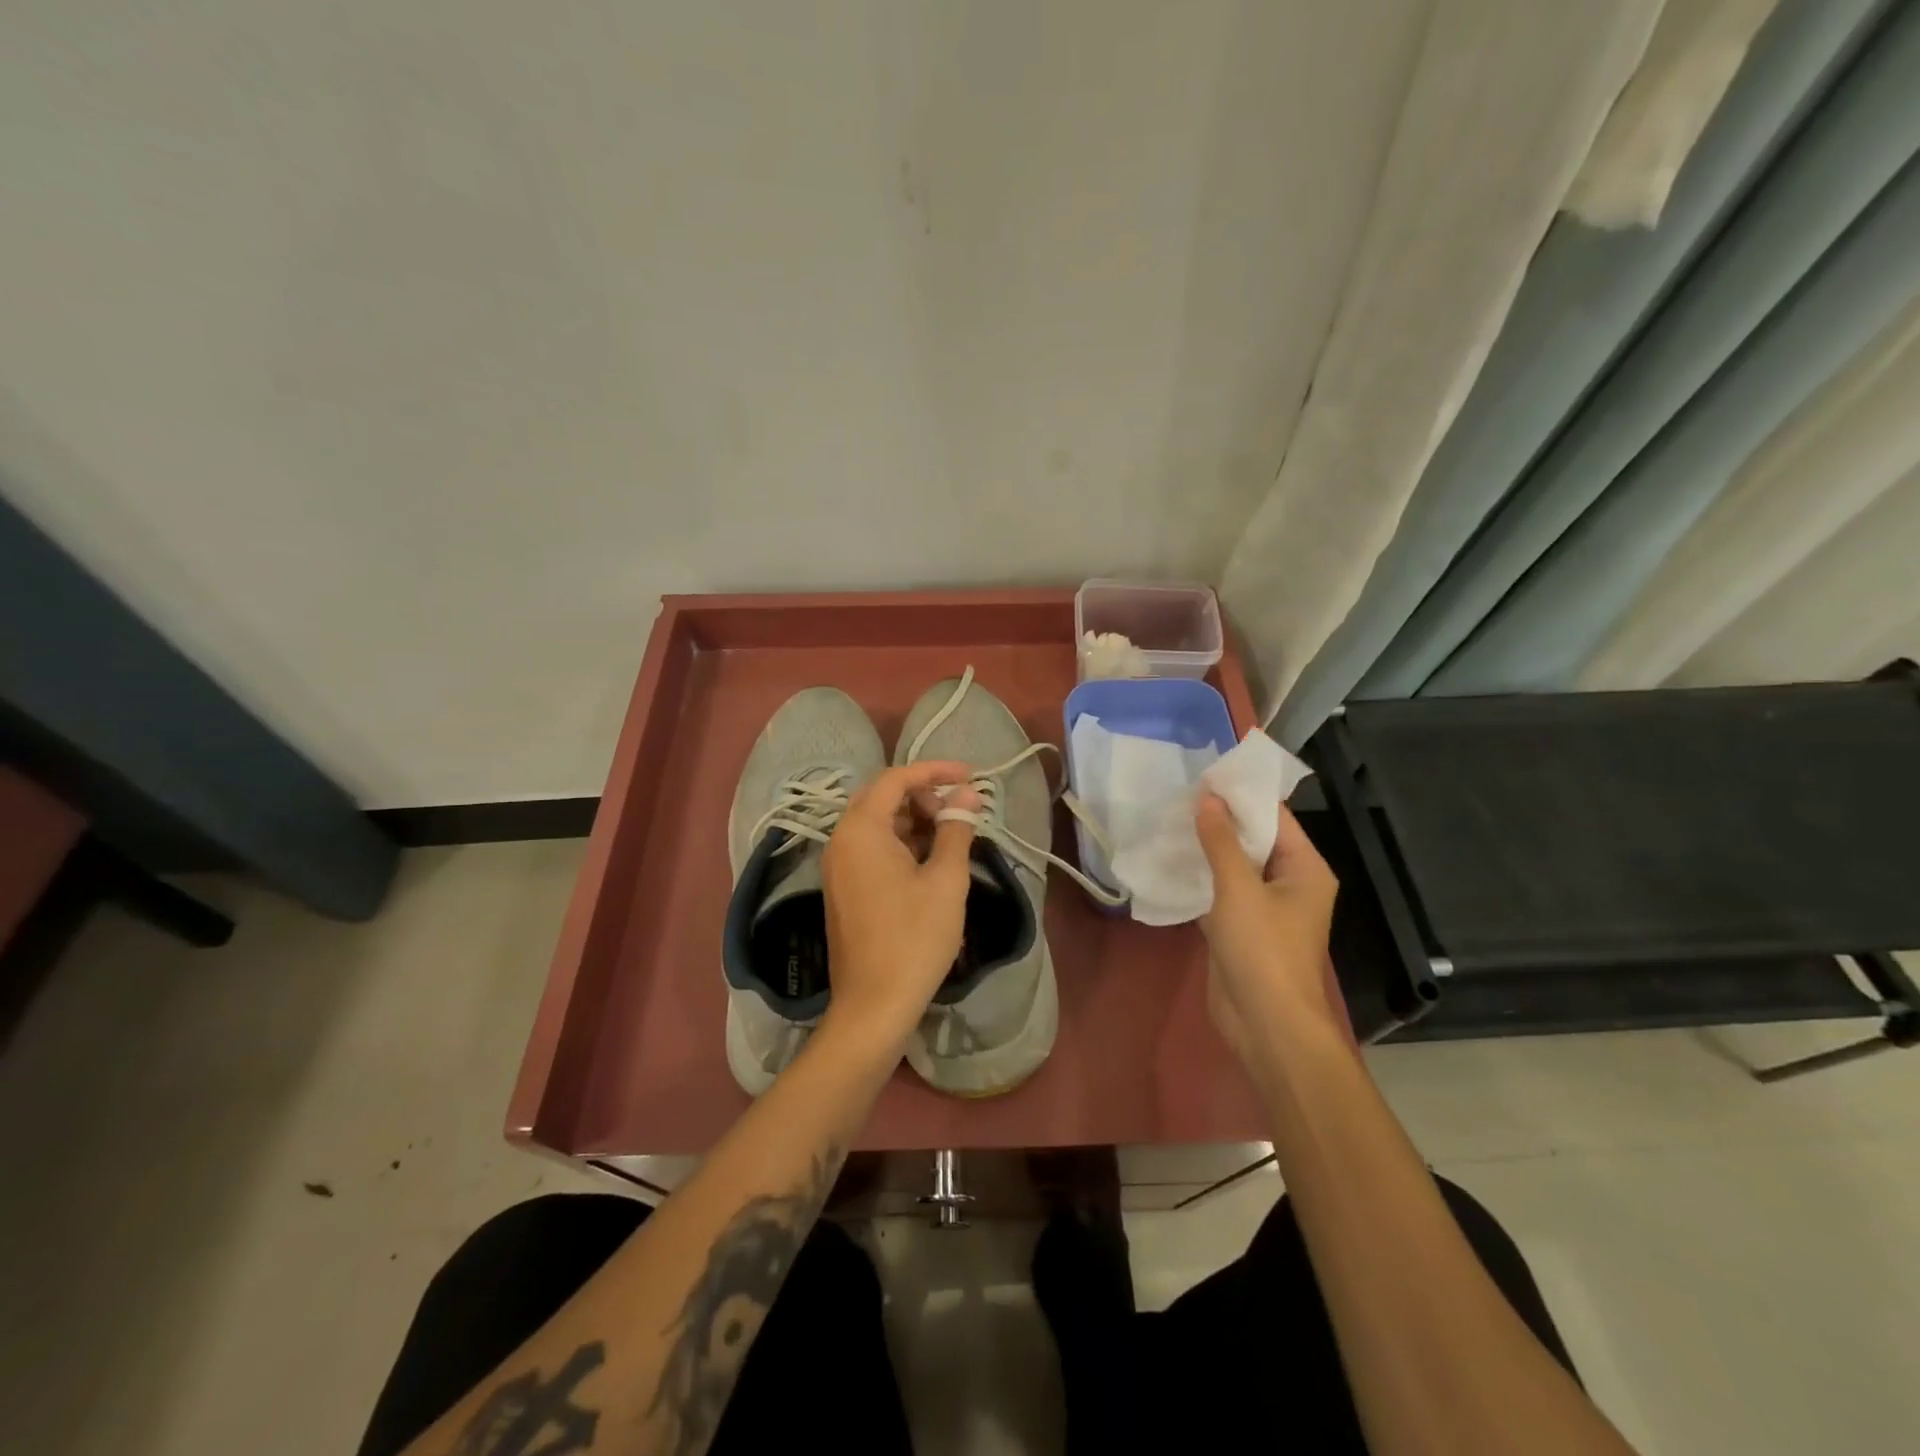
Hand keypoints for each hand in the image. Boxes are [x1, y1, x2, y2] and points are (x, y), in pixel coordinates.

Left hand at [819, 761, 980, 1055]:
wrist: (874, 1005)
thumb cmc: (914, 937)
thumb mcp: (945, 879)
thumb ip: (956, 829)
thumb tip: (968, 794)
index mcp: (861, 829)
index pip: (896, 778)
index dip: (935, 770)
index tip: (970, 776)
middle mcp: (841, 839)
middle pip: (883, 797)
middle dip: (924, 796)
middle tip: (959, 811)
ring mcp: (838, 866)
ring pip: (878, 824)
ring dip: (914, 820)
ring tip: (951, 836)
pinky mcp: (843, 888)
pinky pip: (871, 848)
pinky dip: (901, 843)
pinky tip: (929, 861)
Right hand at [1195, 793, 1344, 1069]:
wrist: (1266, 1025)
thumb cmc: (1263, 951)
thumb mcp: (1239, 889)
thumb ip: (1221, 841)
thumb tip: (1207, 798)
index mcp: (1305, 869)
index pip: (1275, 817)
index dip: (1241, 795)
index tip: (1205, 774)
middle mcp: (1290, 883)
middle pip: (1255, 840)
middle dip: (1220, 819)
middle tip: (1179, 794)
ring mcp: (1266, 908)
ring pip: (1236, 866)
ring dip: (1208, 848)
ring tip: (1170, 820)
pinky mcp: (1243, 929)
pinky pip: (1223, 891)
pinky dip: (1202, 877)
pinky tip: (1171, 861)